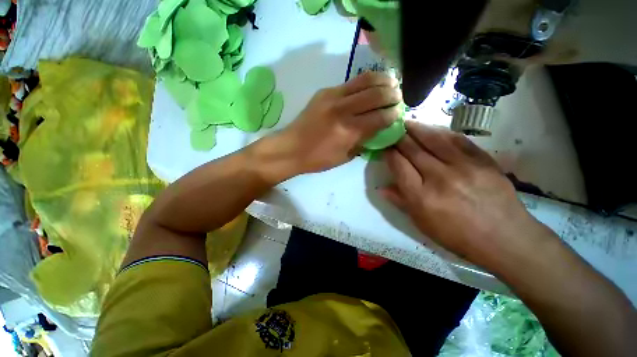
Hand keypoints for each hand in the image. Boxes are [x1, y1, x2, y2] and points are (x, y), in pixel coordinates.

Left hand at [275, 71, 401, 173]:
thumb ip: (364, 142)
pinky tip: (370, 85)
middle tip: (398, 97)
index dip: (394, 114)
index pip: (381, 117)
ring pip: (365, 80)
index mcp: (349, 131)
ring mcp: (333, 97)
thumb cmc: (318, 158)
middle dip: (393, 94)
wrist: (291, 148)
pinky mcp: (325, 91)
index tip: (398, 114)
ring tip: (391, 83)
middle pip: (377, 93)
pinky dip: (365, 81)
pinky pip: (350, 82)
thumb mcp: (345, 157)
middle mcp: (343, 110)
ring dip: (383, 80)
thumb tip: (378, 129)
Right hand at [382, 122, 546, 268]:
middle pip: (413, 149)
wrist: (505, 238)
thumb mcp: (422, 223)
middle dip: (398, 138)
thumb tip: (381, 188)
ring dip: (417, 128)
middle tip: (391, 130)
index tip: (384, 148)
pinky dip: (441, 132)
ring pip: (433, 139)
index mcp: (421, 197)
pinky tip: (432, 129)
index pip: (398, 165)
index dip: (389, 153)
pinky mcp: (482, 160)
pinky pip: (457, 140)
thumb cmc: (457, 235)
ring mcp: (463, 166)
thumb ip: (400, 202)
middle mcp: (439, 177)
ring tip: (407, 122)